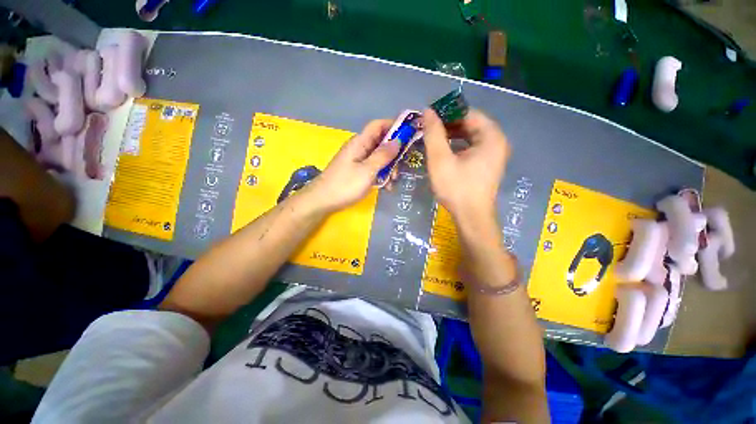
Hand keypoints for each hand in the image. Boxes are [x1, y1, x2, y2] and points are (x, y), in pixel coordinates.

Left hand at [304, 119, 399, 212]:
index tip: (410, 134)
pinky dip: (381, 174)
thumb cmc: (345, 185)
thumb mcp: (367, 171)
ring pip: (379, 157)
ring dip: (389, 167)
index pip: (379, 125)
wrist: (322, 201)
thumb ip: (383, 155)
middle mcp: (359, 148)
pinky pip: (373, 167)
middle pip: (381, 142)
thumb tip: (398, 141)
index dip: (394, 126)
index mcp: (360, 142)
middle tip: (401, 167)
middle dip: (394, 153)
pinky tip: (386, 186)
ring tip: (392, 181)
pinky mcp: (357, 170)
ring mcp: (358, 160)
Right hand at [422, 108, 509, 221]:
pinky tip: (444, 152)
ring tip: (432, 140)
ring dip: (451, 136)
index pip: (468, 113)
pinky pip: (472, 147)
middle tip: (428, 129)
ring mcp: (494, 154)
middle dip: (448, 125)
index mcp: (491, 136)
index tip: (428, 118)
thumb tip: (428, 111)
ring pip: (470, 136)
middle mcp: (497, 141)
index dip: (446, 113)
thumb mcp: (440, 160)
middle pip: (470, 124)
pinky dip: (457, 146)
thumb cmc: (456, 188)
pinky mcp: (488, 164)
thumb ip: (433, 134)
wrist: (471, 217)